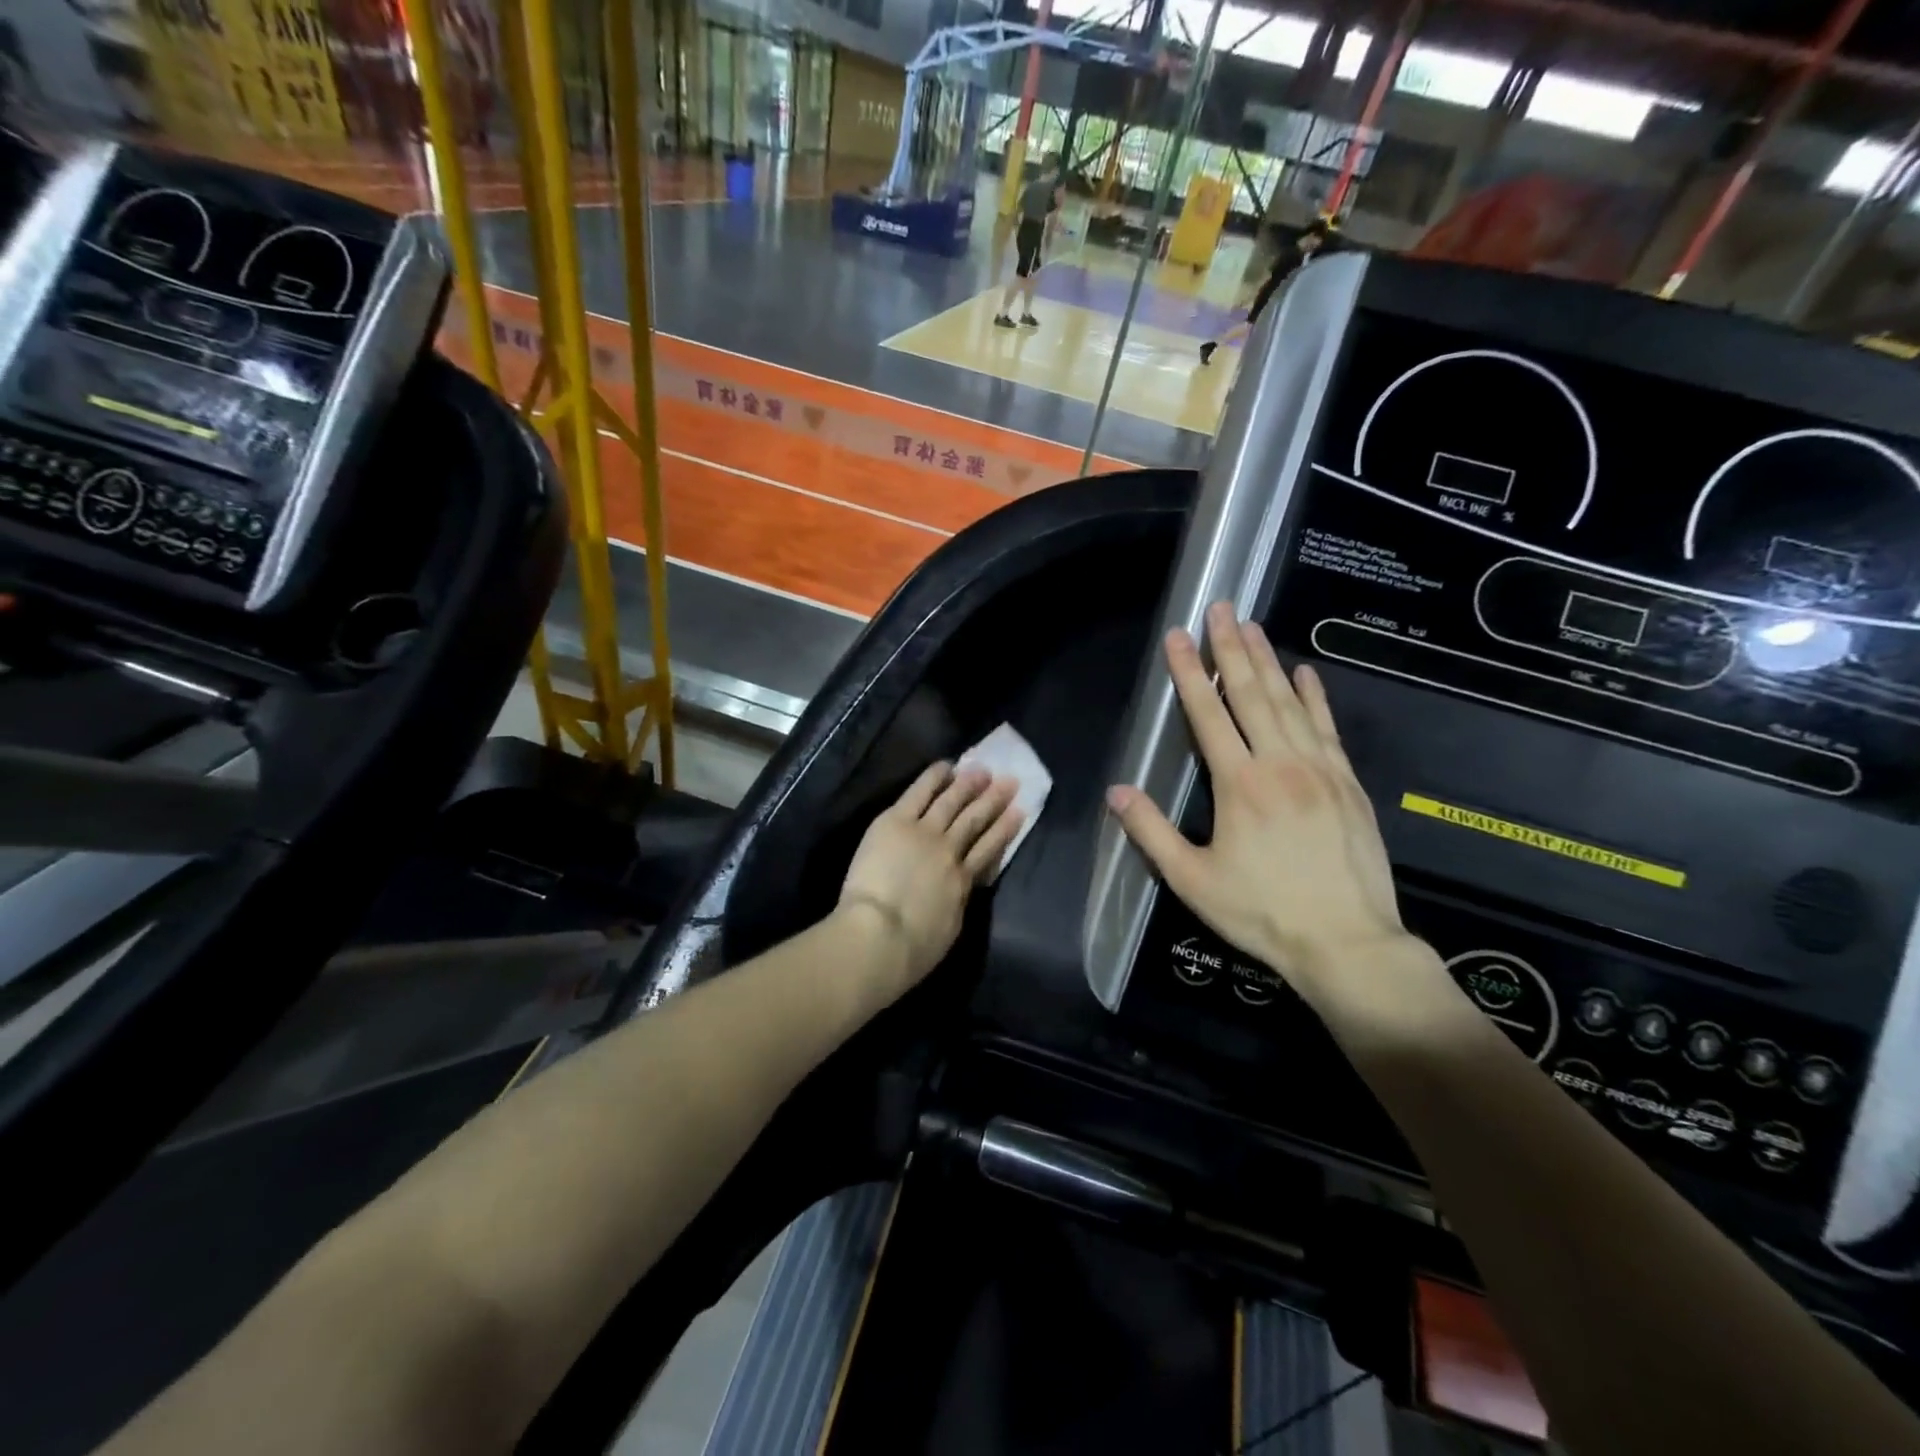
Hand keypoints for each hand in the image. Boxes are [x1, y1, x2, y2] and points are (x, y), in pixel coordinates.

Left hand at [838, 762, 1022, 992]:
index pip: (989, 850)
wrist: (880, 935)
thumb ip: (957, 901)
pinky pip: (918, 793)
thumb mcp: (950, 927)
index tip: (1019, 812)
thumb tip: (959, 888)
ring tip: (984, 770)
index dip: (1005, 829)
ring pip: (951, 802)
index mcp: (963, 881)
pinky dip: (934, 777)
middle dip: (994, 800)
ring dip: (969, 784)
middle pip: (975, 820)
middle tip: (1010, 781)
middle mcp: (949, 850)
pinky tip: (946, 766)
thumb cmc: (913, 949)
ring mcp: (924, 832)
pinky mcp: (896, 822)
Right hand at [1105, 602, 1445, 1026]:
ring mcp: (1320, 770)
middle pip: (1251, 694)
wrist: (1347, 942)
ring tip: (1253, 626)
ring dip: (1268, 661)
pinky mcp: (1348, 783)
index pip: (1208, 715)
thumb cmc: (1261, 912)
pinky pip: (1327, 728)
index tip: (1179, 636)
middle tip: (1222, 607)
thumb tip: (1117, 790)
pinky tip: (1307, 673)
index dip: (1190, 673)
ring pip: (1289, 703)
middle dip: (1232, 648)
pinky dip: (1315, 697)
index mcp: (1239, 785)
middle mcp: (1280, 764)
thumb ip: (1151, 832)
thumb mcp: (1192, 880)